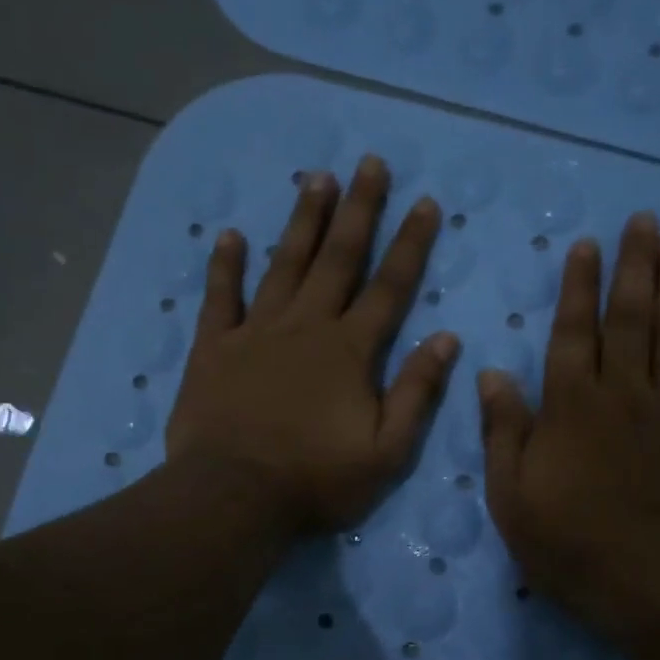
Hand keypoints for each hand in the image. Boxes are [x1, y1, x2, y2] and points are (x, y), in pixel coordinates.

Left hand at [167, 155, 460, 532]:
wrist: (233, 496)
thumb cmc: (315, 480)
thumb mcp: (386, 452)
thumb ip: (416, 393)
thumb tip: (446, 339)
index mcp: (350, 351)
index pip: (390, 287)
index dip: (411, 244)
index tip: (426, 203)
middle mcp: (306, 327)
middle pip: (338, 259)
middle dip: (359, 210)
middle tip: (370, 163)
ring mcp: (256, 333)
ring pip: (284, 264)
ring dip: (303, 221)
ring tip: (317, 178)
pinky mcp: (214, 348)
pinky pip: (220, 297)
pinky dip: (225, 266)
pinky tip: (230, 235)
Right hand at [478, 213, 659, 652]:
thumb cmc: (575, 549)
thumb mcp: (512, 501)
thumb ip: (503, 433)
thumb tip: (491, 374)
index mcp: (572, 408)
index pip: (573, 333)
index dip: (578, 287)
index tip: (585, 245)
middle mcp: (626, 394)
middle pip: (631, 318)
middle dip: (634, 265)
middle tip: (643, 220)